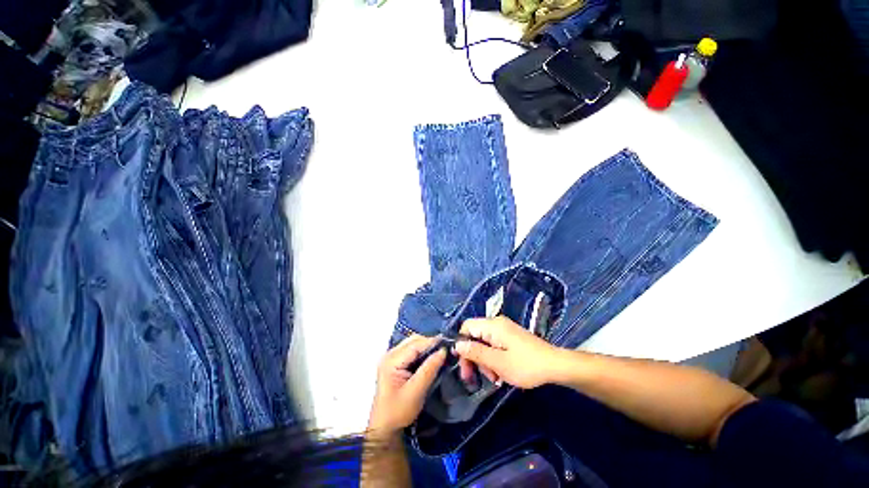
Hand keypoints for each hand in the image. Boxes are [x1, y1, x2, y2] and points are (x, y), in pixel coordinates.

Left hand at [368, 335, 446, 435]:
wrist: (384, 429)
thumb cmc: (398, 412)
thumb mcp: (416, 391)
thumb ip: (429, 369)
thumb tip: (443, 351)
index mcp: (391, 360)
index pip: (415, 344)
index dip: (432, 342)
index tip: (448, 344)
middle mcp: (390, 354)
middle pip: (413, 340)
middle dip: (430, 343)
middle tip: (445, 349)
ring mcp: (391, 357)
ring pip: (413, 344)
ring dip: (426, 347)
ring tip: (440, 353)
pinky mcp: (395, 362)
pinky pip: (411, 351)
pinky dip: (422, 352)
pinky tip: (430, 358)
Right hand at [455, 316, 562, 388]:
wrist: (555, 366)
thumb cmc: (526, 365)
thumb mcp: (498, 362)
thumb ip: (476, 352)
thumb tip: (457, 345)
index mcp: (492, 325)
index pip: (466, 326)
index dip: (461, 343)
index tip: (463, 364)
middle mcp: (496, 323)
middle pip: (474, 336)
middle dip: (473, 356)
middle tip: (475, 377)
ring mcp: (504, 329)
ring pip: (484, 342)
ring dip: (484, 361)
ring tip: (494, 377)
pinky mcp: (510, 337)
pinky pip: (494, 345)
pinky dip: (493, 359)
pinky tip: (500, 373)